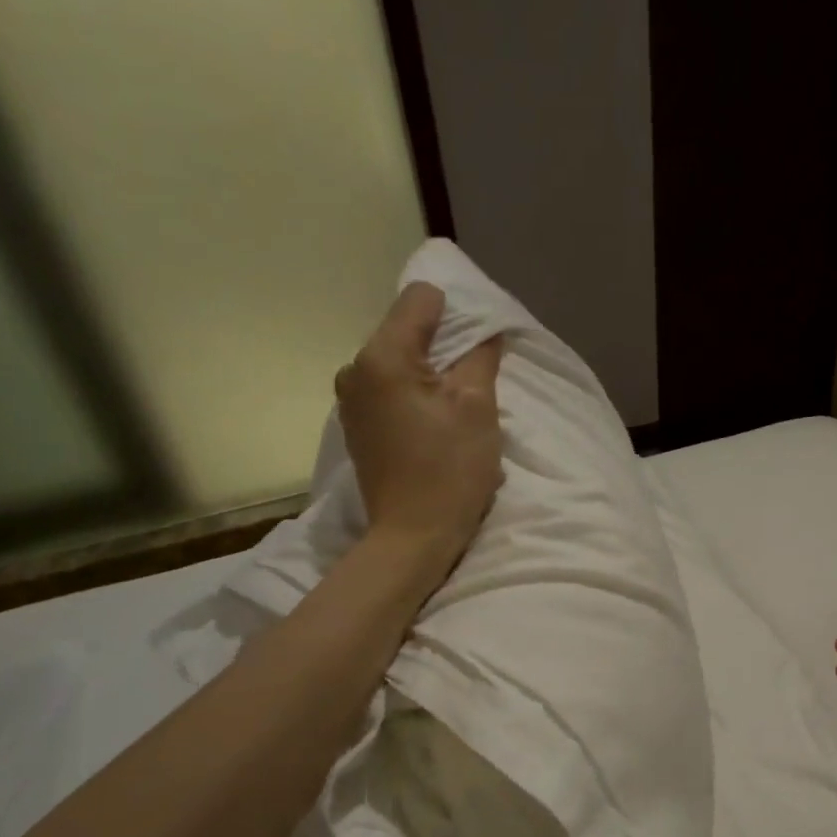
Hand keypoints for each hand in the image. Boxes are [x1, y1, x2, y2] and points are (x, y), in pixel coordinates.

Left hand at [335, 282, 503, 570]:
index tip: (476, 351)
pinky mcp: (356, 426)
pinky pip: (389, 390)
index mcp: (381, 357)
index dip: (457, 315)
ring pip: (399, 362)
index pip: (421, 299)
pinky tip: (432, 429)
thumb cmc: (450, 471)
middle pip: (407, 330)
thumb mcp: (477, 407)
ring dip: (430, 375)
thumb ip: (480, 357)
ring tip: (453, 412)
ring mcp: (350, 400)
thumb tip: (486, 330)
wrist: (413, 537)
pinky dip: (414, 397)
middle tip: (472, 386)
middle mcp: (355, 369)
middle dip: (443, 348)